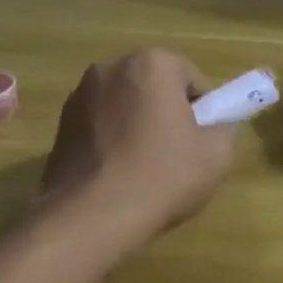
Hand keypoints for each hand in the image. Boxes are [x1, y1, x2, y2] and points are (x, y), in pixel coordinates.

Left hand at [39, 49, 235, 243]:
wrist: (90, 218)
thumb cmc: (162, 175)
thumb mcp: (218, 154)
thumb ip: (224, 129)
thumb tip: (213, 128)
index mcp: (152, 64)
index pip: (192, 79)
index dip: (203, 110)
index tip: (201, 139)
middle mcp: (111, 68)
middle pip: (155, 87)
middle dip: (167, 112)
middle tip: (177, 152)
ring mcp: (79, 97)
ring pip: (125, 106)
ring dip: (137, 125)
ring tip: (144, 167)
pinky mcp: (59, 127)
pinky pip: (100, 126)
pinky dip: (111, 142)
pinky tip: (118, 175)